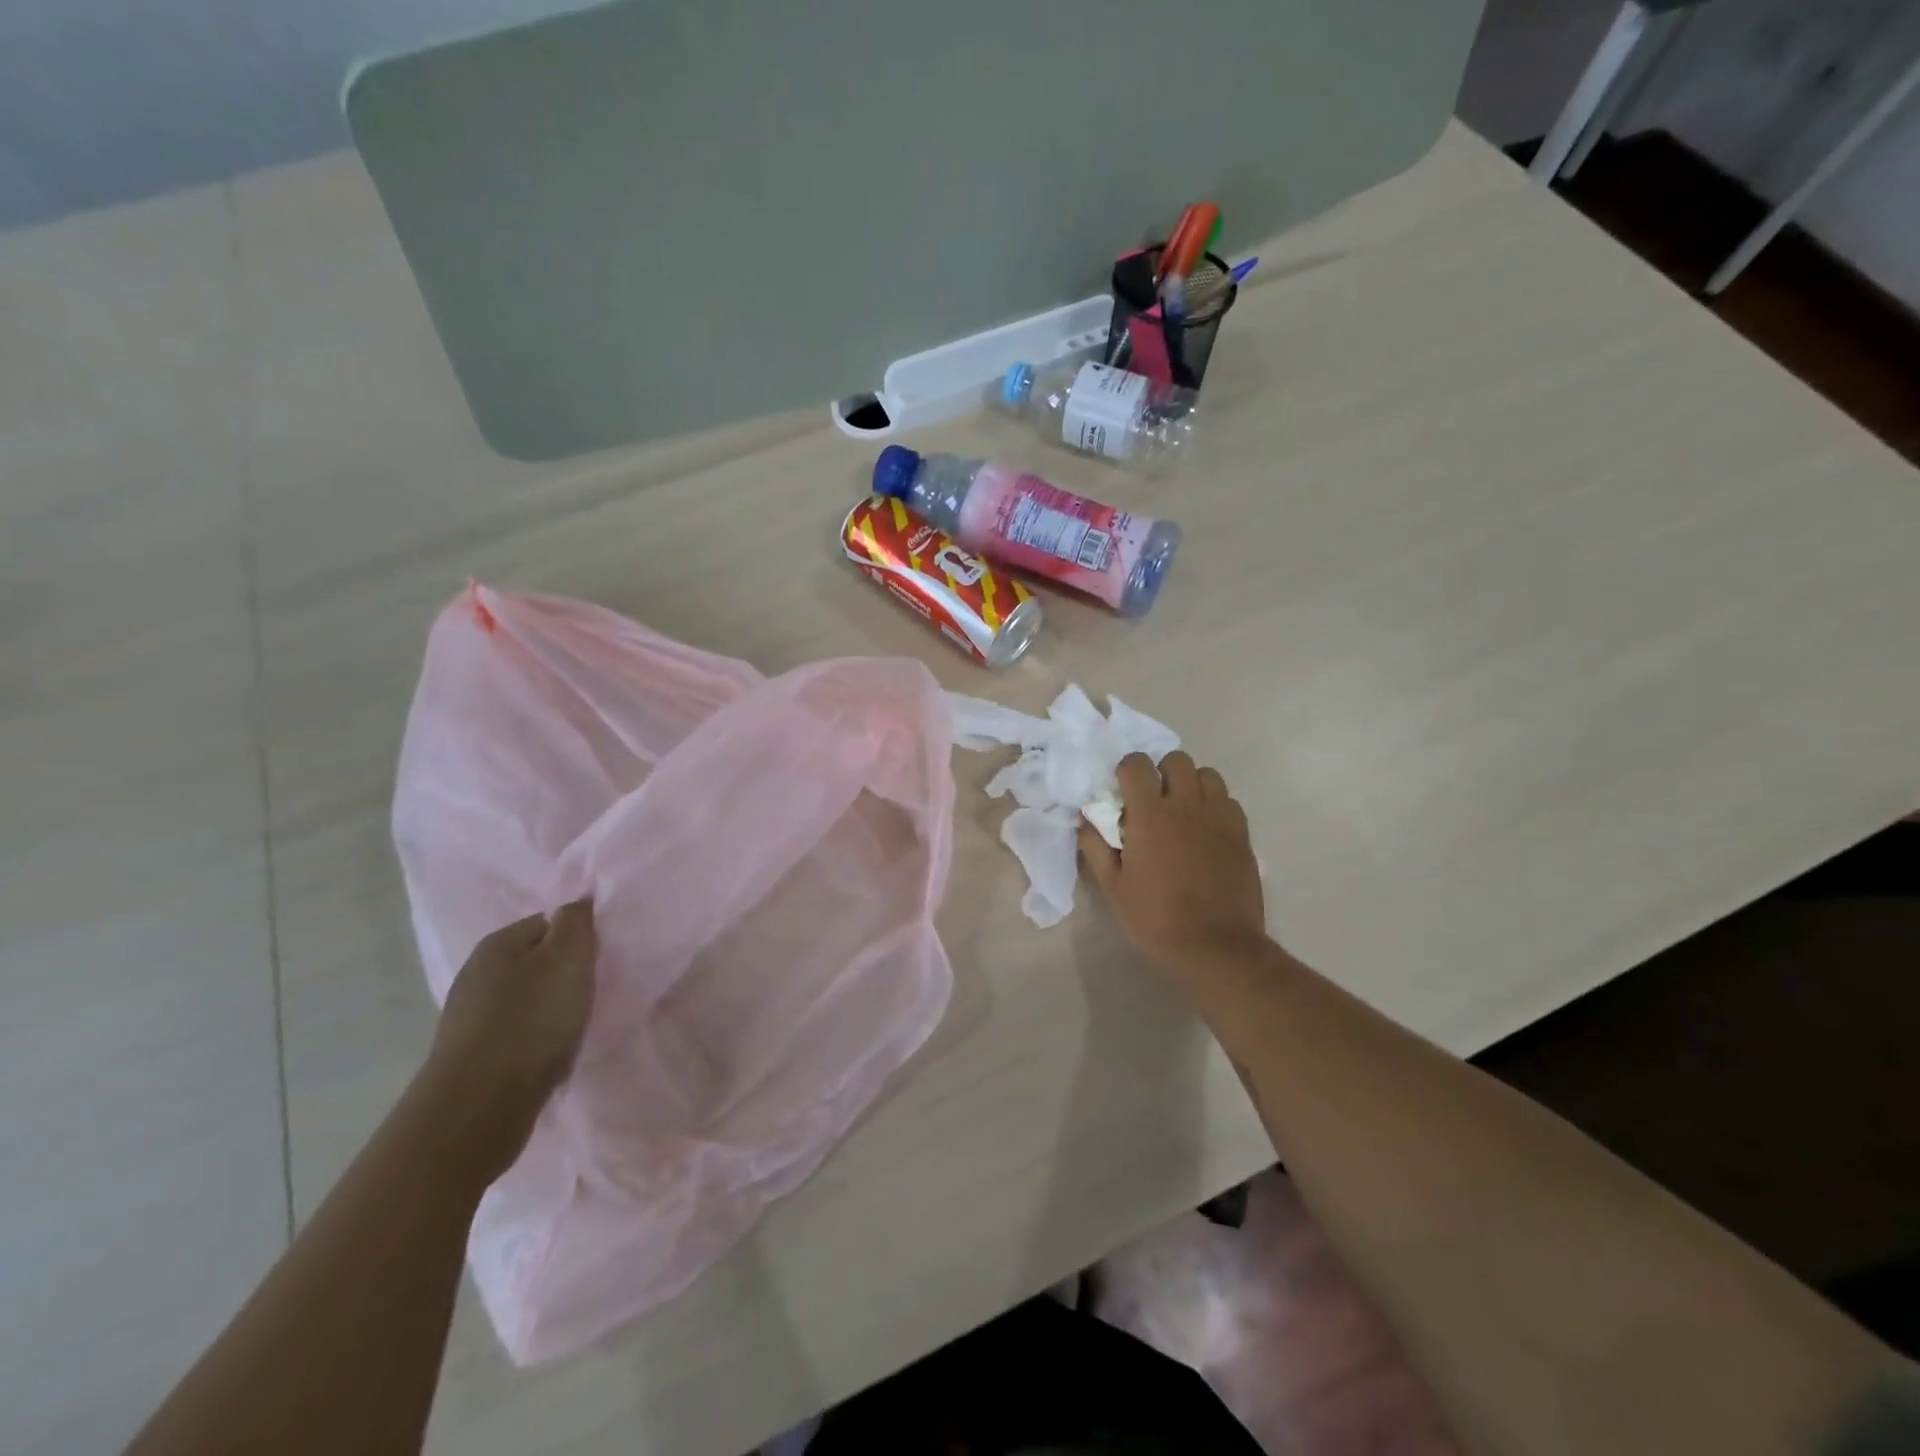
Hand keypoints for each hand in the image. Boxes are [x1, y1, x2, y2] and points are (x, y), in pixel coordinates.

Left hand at [422, 900, 597, 1178]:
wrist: (479, 1107)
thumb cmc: (531, 1021)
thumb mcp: (567, 958)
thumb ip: (576, 923)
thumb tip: (576, 902)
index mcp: (498, 943)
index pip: (550, 921)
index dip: (580, 936)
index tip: (601, 959)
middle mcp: (477, 972)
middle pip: (537, 959)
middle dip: (566, 972)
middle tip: (592, 990)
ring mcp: (470, 1015)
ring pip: (527, 997)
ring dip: (552, 1006)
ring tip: (575, 1024)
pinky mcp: (473, 1053)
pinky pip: (517, 1030)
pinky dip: (537, 1036)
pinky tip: (551, 1051)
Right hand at [1079, 752, 1266, 972]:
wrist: (1216, 947)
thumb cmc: (1156, 918)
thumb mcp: (1113, 887)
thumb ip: (1095, 846)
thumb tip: (1085, 818)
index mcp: (1151, 814)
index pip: (1137, 763)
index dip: (1126, 770)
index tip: (1121, 790)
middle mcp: (1187, 805)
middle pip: (1176, 760)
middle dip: (1161, 771)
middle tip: (1152, 799)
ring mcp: (1219, 817)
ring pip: (1207, 774)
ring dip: (1191, 784)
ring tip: (1182, 810)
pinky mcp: (1242, 833)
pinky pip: (1228, 801)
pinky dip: (1215, 805)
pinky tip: (1206, 830)